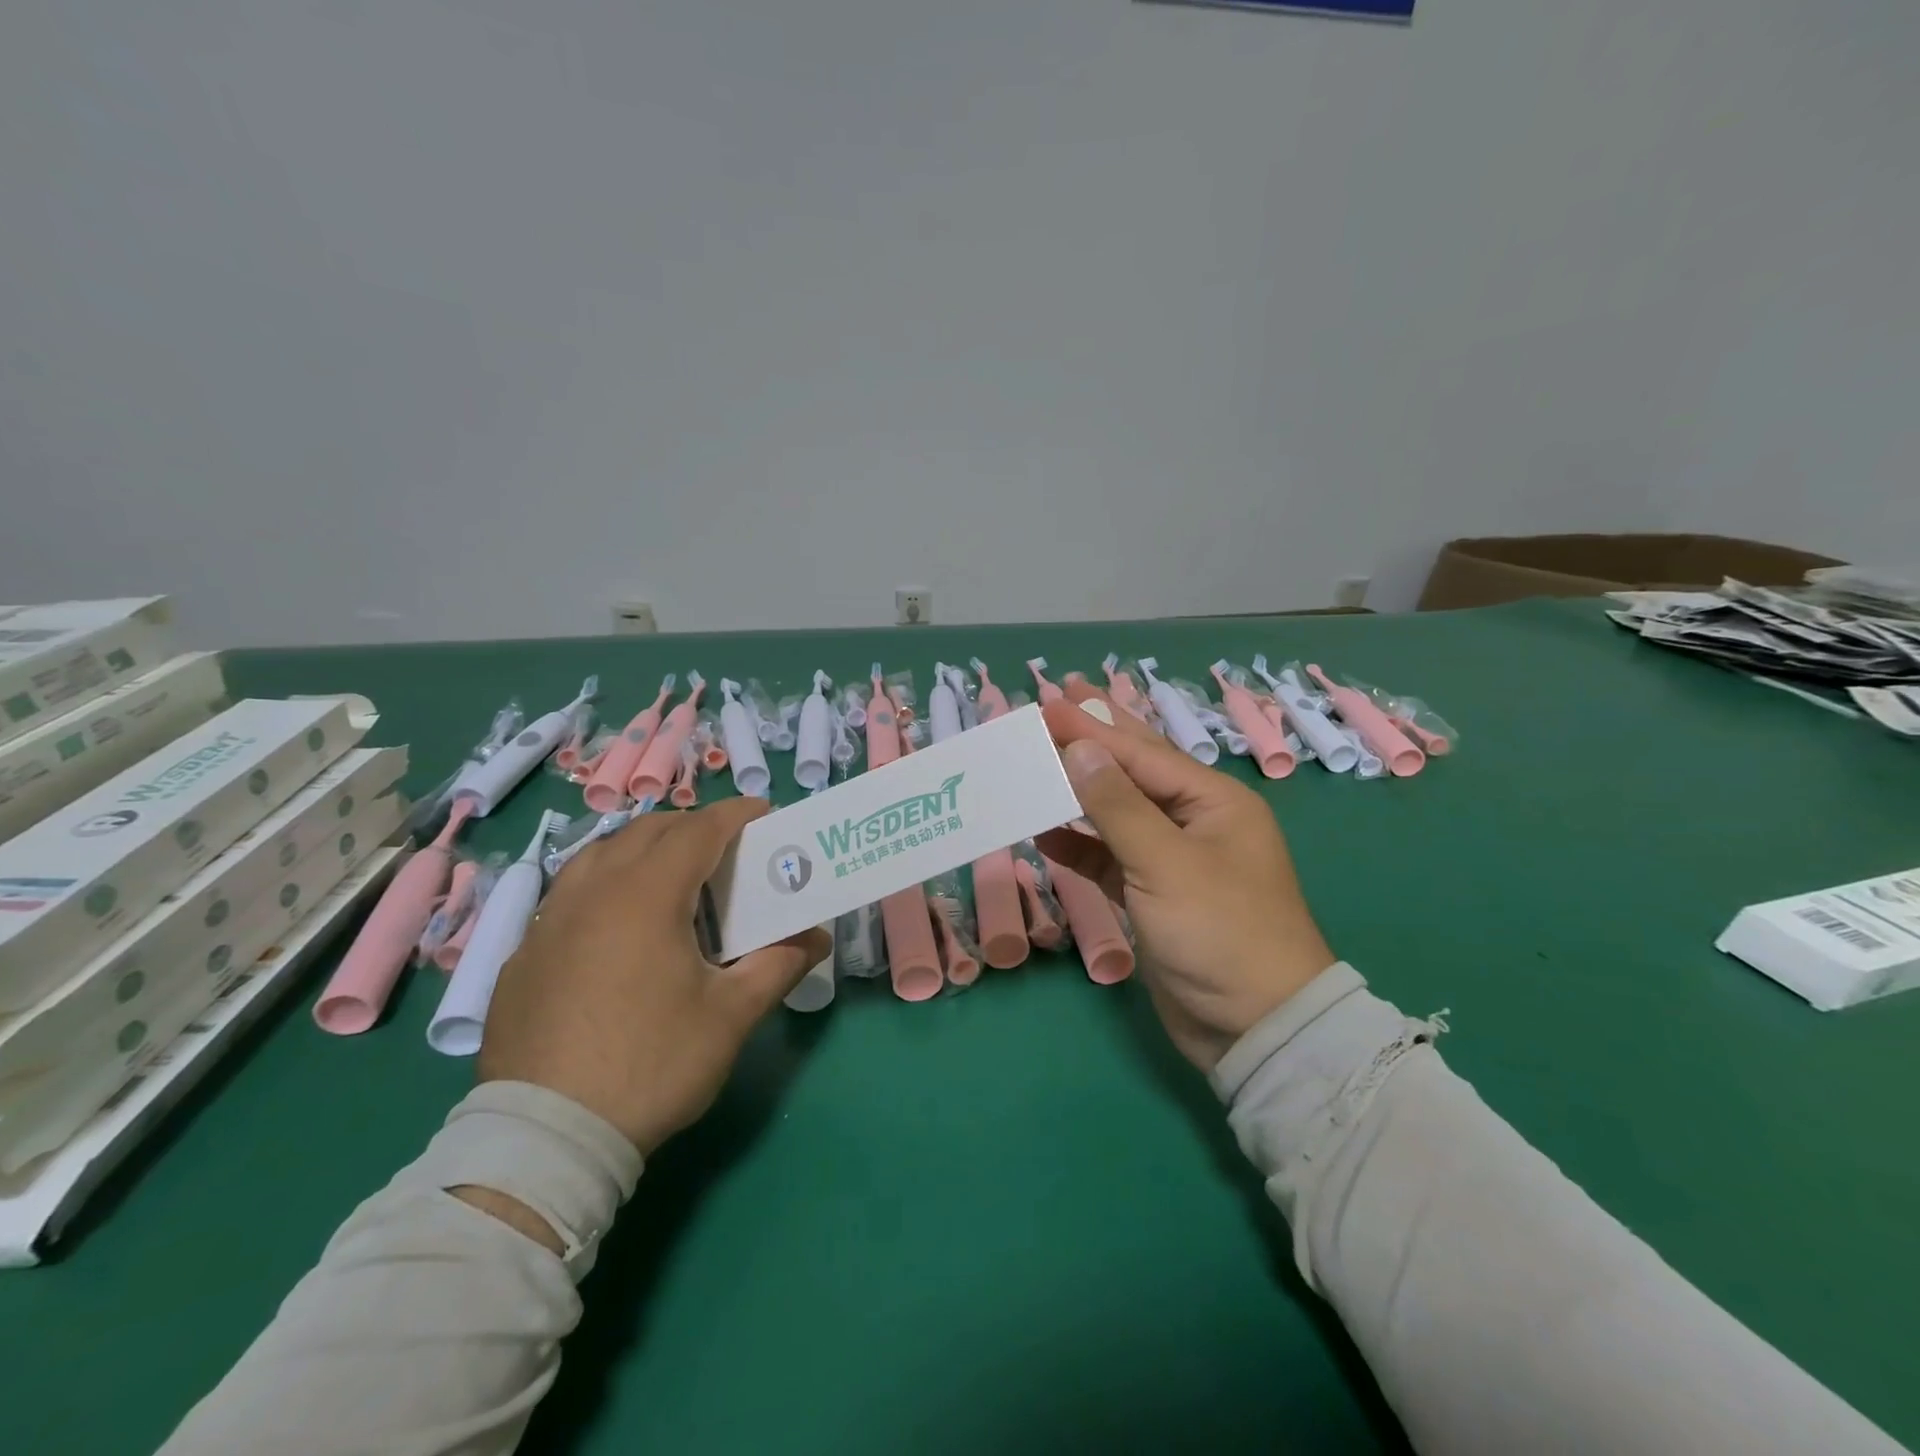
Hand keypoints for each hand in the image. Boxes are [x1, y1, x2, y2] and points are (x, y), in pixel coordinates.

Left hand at [478, 800, 828, 1155]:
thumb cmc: (651, 1064)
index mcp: (646, 895)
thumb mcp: (730, 1016)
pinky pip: (569, 895)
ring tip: (670, 876)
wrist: (547, 1138)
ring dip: (642, 849)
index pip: (698, 830)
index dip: (735, 814)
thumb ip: (779, 965)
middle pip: (646, 832)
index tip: (763, 813)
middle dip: (691, 827)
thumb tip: (818, 937)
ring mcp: (548, 923)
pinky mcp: (521, 956)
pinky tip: (616, 927)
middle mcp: (592, 892)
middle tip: (725, 849)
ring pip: (599, 855)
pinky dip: (604, 886)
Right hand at [1038, 686, 1334, 1071]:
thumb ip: (1118, 806)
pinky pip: (1108, 857)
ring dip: (1077, 793)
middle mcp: (1195, 821)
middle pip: (1133, 772)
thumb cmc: (1219, 933)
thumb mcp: (1166, 864)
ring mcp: (1172, 860)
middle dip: (1092, 741)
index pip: (1141, 753)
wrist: (1255, 1029)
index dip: (1090, 727)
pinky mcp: (1152, 896)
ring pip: (1116, 814)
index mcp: (1213, 802)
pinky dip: (1078, 845)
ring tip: (1035, 762)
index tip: (1045, 703)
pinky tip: (1043, 832)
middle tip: (1051, 705)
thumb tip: (1079, 749)